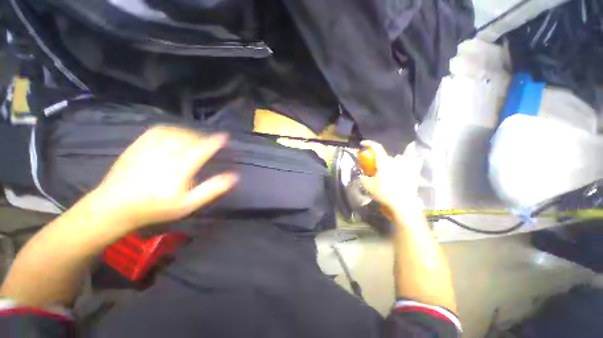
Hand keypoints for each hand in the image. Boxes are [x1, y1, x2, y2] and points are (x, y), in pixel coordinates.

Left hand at [86, 126, 237, 230]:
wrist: (114, 206)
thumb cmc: (155, 208)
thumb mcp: (188, 204)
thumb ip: (212, 189)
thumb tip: (234, 176)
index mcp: (180, 169)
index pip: (202, 149)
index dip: (215, 141)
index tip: (225, 136)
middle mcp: (166, 154)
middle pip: (190, 138)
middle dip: (203, 138)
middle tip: (208, 144)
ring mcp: (149, 147)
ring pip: (176, 132)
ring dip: (189, 133)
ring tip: (194, 140)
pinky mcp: (138, 144)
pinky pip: (159, 130)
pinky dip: (172, 129)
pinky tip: (174, 135)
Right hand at [359, 141, 422, 214]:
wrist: (403, 203)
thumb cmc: (384, 192)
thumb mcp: (368, 186)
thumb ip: (363, 179)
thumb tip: (362, 176)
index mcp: (384, 162)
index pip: (377, 147)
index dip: (369, 143)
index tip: (363, 143)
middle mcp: (396, 161)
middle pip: (386, 156)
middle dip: (379, 160)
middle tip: (375, 168)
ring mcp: (407, 166)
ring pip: (399, 158)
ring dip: (393, 162)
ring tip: (389, 171)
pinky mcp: (414, 173)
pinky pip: (415, 162)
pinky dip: (413, 160)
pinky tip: (412, 162)